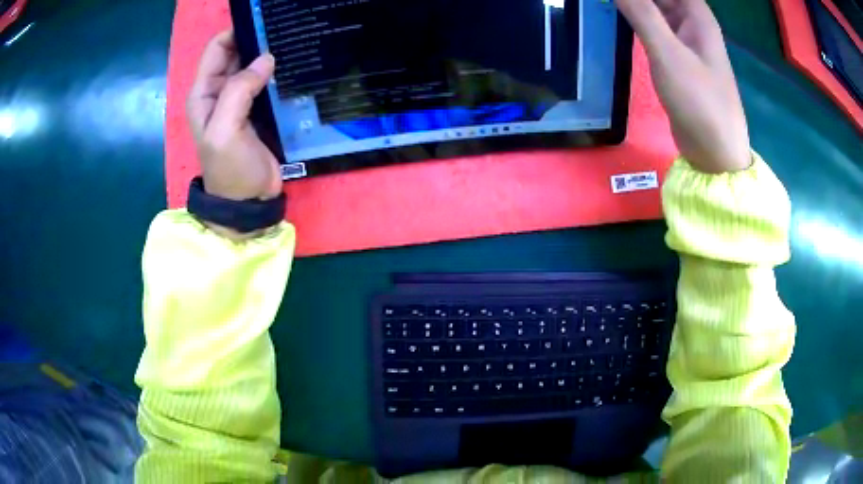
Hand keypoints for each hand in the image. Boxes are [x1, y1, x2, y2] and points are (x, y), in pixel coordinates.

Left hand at [187, 30, 281, 200]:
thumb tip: (265, 59)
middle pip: (237, 53)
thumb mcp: (225, 131)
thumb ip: (238, 92)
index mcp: (204, 93)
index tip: (264, 25)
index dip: (238, 32)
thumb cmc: (230, 170)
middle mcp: (219, 92)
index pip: (218, 48)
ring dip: (269, 56)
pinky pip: (266, 82)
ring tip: (294, 45)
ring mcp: (239, 100)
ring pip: (253, 65)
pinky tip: (294, 67)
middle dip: (256, 41)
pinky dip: (277, 73)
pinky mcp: (258, 109)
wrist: (247, 202)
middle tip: (285, 33)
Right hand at [616, 0, 751, 173]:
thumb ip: (640, 12)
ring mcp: (685, 40)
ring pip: (655, 8)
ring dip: (635, 4)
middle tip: (610, 2)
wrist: (715, 154)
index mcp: (696, 14)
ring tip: (611, 6)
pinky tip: (620, 17)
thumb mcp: (668, 53)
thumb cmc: (699, 102)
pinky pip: (654, 26)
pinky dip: (637, 19)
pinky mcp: (677, 58)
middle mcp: (692, 21)